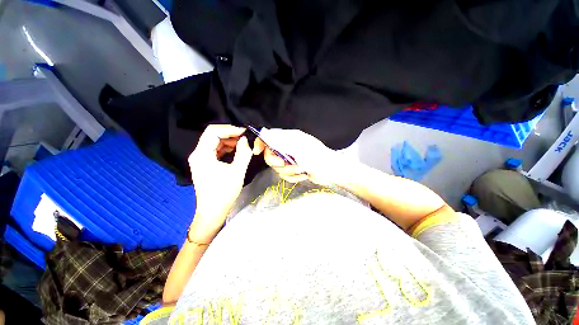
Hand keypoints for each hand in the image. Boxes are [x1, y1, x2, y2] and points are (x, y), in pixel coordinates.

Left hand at [188, 125, 252, 242]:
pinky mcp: (204, 165)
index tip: (244, 132)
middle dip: (230, 135)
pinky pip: (214, 151)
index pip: (213, 132)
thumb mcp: (237, 171)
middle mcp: (198, 154)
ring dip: (228, 141)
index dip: (229, 129)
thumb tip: (245, 140)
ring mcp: (200, 160)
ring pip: (214, 143)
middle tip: (245, 138)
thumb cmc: (224, 192)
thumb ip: (243, 153)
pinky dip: (225, 149)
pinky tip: (235, 151)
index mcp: (202, 154)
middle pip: (212, 136)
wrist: (213, 211)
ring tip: (242, 144)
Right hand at [253, 128, 354, 185]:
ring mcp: (290, 159)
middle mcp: (287, 148)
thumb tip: (264, 132)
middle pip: (270, 156)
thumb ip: (279, 141)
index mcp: (288, 138)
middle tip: (289, 164)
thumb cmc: (317, 157)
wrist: (330, 171)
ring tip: (302, 170)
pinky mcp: (293, 170)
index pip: (268, 137)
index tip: (256, 152)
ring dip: (289, 171)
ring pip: (277, 168)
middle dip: (279, 163)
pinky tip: (303, 175)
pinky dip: (294, 177)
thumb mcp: (297, 147)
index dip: (260, 143)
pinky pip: (285, 175)